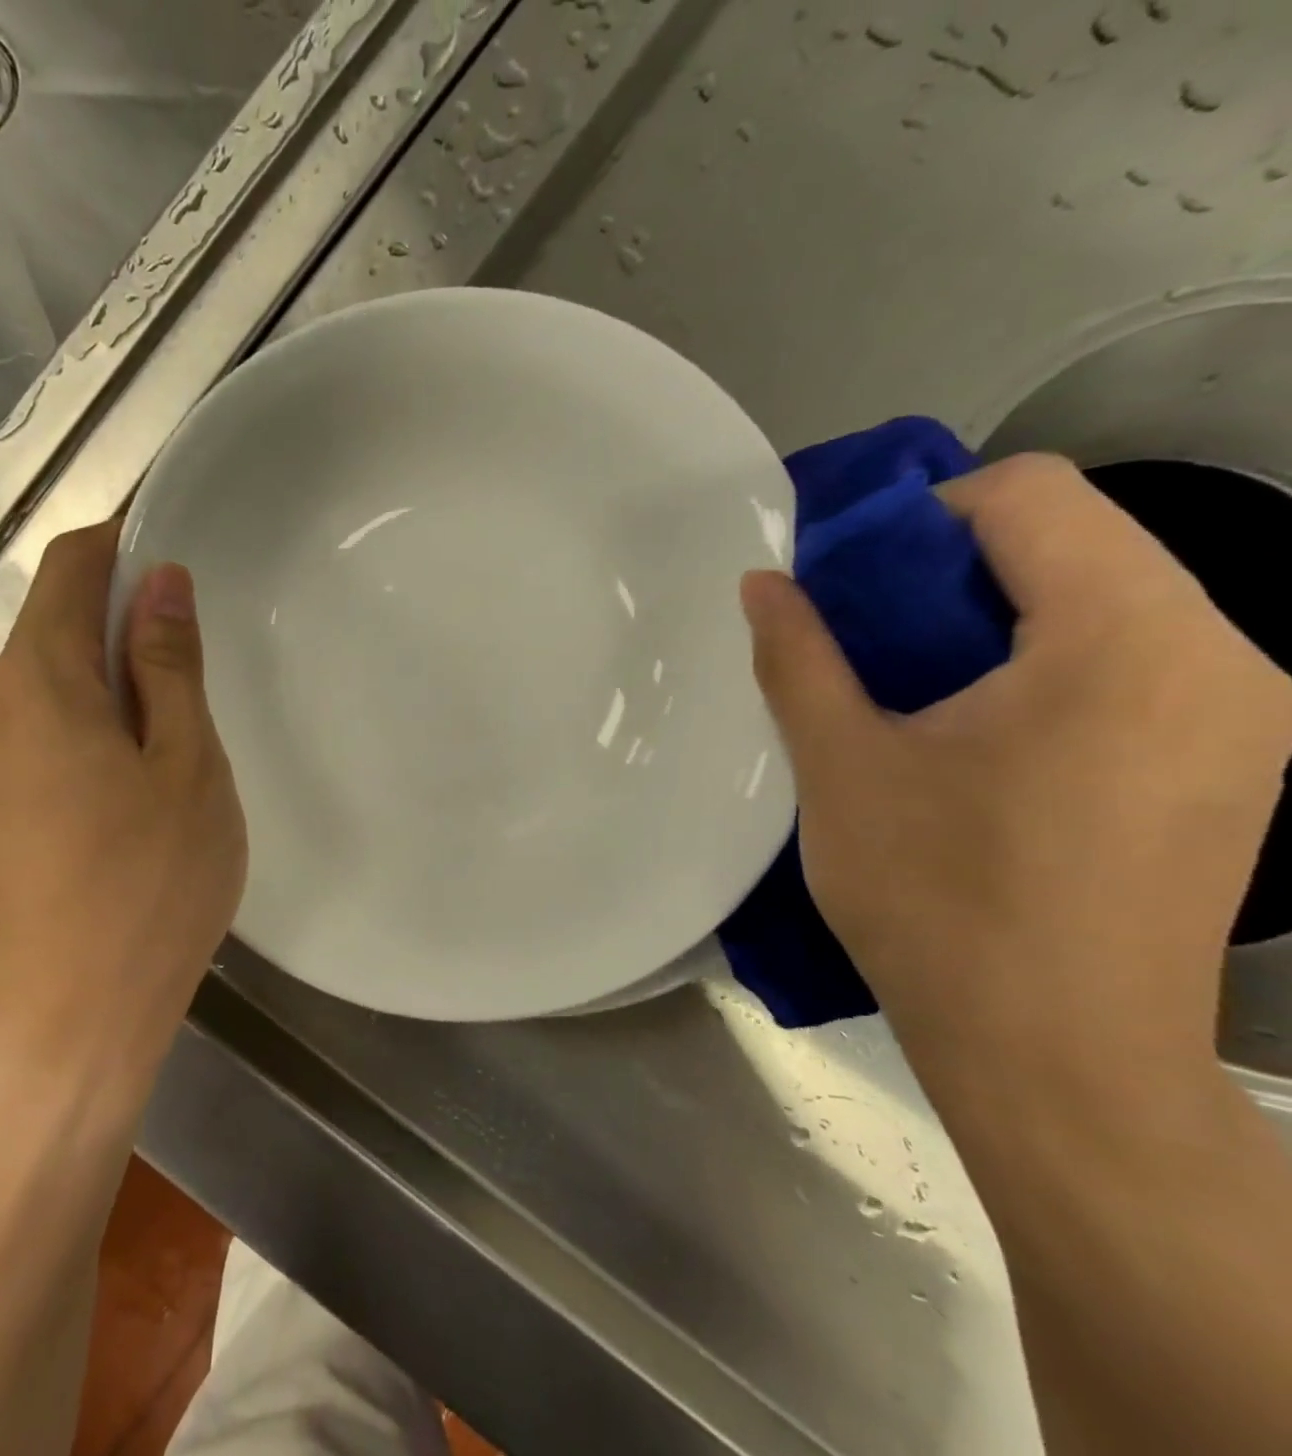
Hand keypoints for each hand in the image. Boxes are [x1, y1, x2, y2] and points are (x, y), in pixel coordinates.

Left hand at [0, 522, 245, 1101]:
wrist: (62, 1033)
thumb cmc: (146, 892)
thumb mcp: (186, 770)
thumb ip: (167, 669)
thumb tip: (160, 582)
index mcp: (38, 687)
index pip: (68, 570)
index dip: (118, 543)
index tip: (174, 549)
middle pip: (51, 628)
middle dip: (120, 622)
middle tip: (195, 662)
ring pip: (44, 689)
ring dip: (105, 682)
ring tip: (172, 732)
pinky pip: (34, 740)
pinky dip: (84, 730)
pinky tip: (129, 786)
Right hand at [741, 453, 1291, 1099]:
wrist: (1058, 1057)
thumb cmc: (938, 900)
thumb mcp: (843, 766)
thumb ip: (799, 657)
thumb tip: (763, 582)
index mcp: (1127, 640)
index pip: (1032, 494)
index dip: (920, 517)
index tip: (850, 586)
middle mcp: (1223, 655)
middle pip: (1079, 541)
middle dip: (956, 572)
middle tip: (870, 646)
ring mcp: (1249, 714)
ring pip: (1109, 601)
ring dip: (997, 620)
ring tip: (920, 698)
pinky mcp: (1241, 765)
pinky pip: (1137, 664)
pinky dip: (1046, 666)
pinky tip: (985, 741)